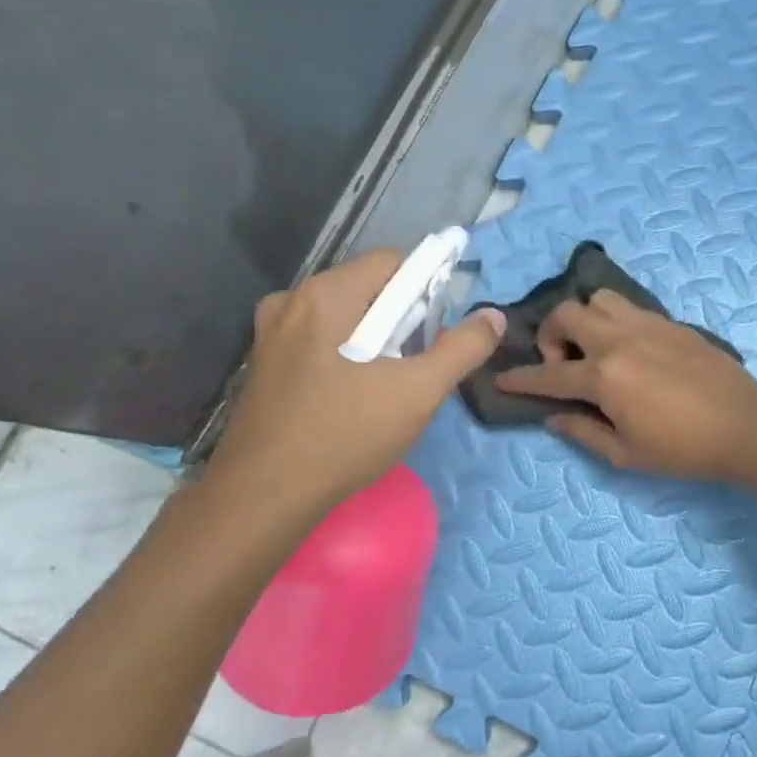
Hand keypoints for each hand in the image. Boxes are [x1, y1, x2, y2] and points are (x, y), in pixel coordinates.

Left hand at [203, 251, 504, 523]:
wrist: (265, 494)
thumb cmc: (346, 433)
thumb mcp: (419, 392)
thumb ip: (462, 348)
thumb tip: (493, 316)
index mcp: (328, 294)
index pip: (392, 262)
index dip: (424, 291)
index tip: (433, 335)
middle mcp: (292, 300)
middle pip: (366, 288)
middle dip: (399, 319)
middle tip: (413, 366)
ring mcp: (270, 332)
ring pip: (342, 316)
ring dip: (372, 339)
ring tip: (384, 386)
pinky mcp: (263, 363)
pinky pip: (317, 339)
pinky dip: (343, 354)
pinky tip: (349, 397)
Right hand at [492, 290, 756, 480]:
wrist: (743, 424)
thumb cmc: (683, 448)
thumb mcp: (626, 454)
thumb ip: (583, 432)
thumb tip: (553, 418)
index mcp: (604, 377)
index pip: (548, 376)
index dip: (520, 378)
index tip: (502, 378)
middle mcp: (619, 340)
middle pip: (566, 314)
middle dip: (550, 335)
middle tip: (563, 364)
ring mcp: (647, 325)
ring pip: (599, 299)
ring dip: (585, 319)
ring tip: (596, 347)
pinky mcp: (670, 322)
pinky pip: (630, 307)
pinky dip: (615, 320)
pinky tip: (628, 347)